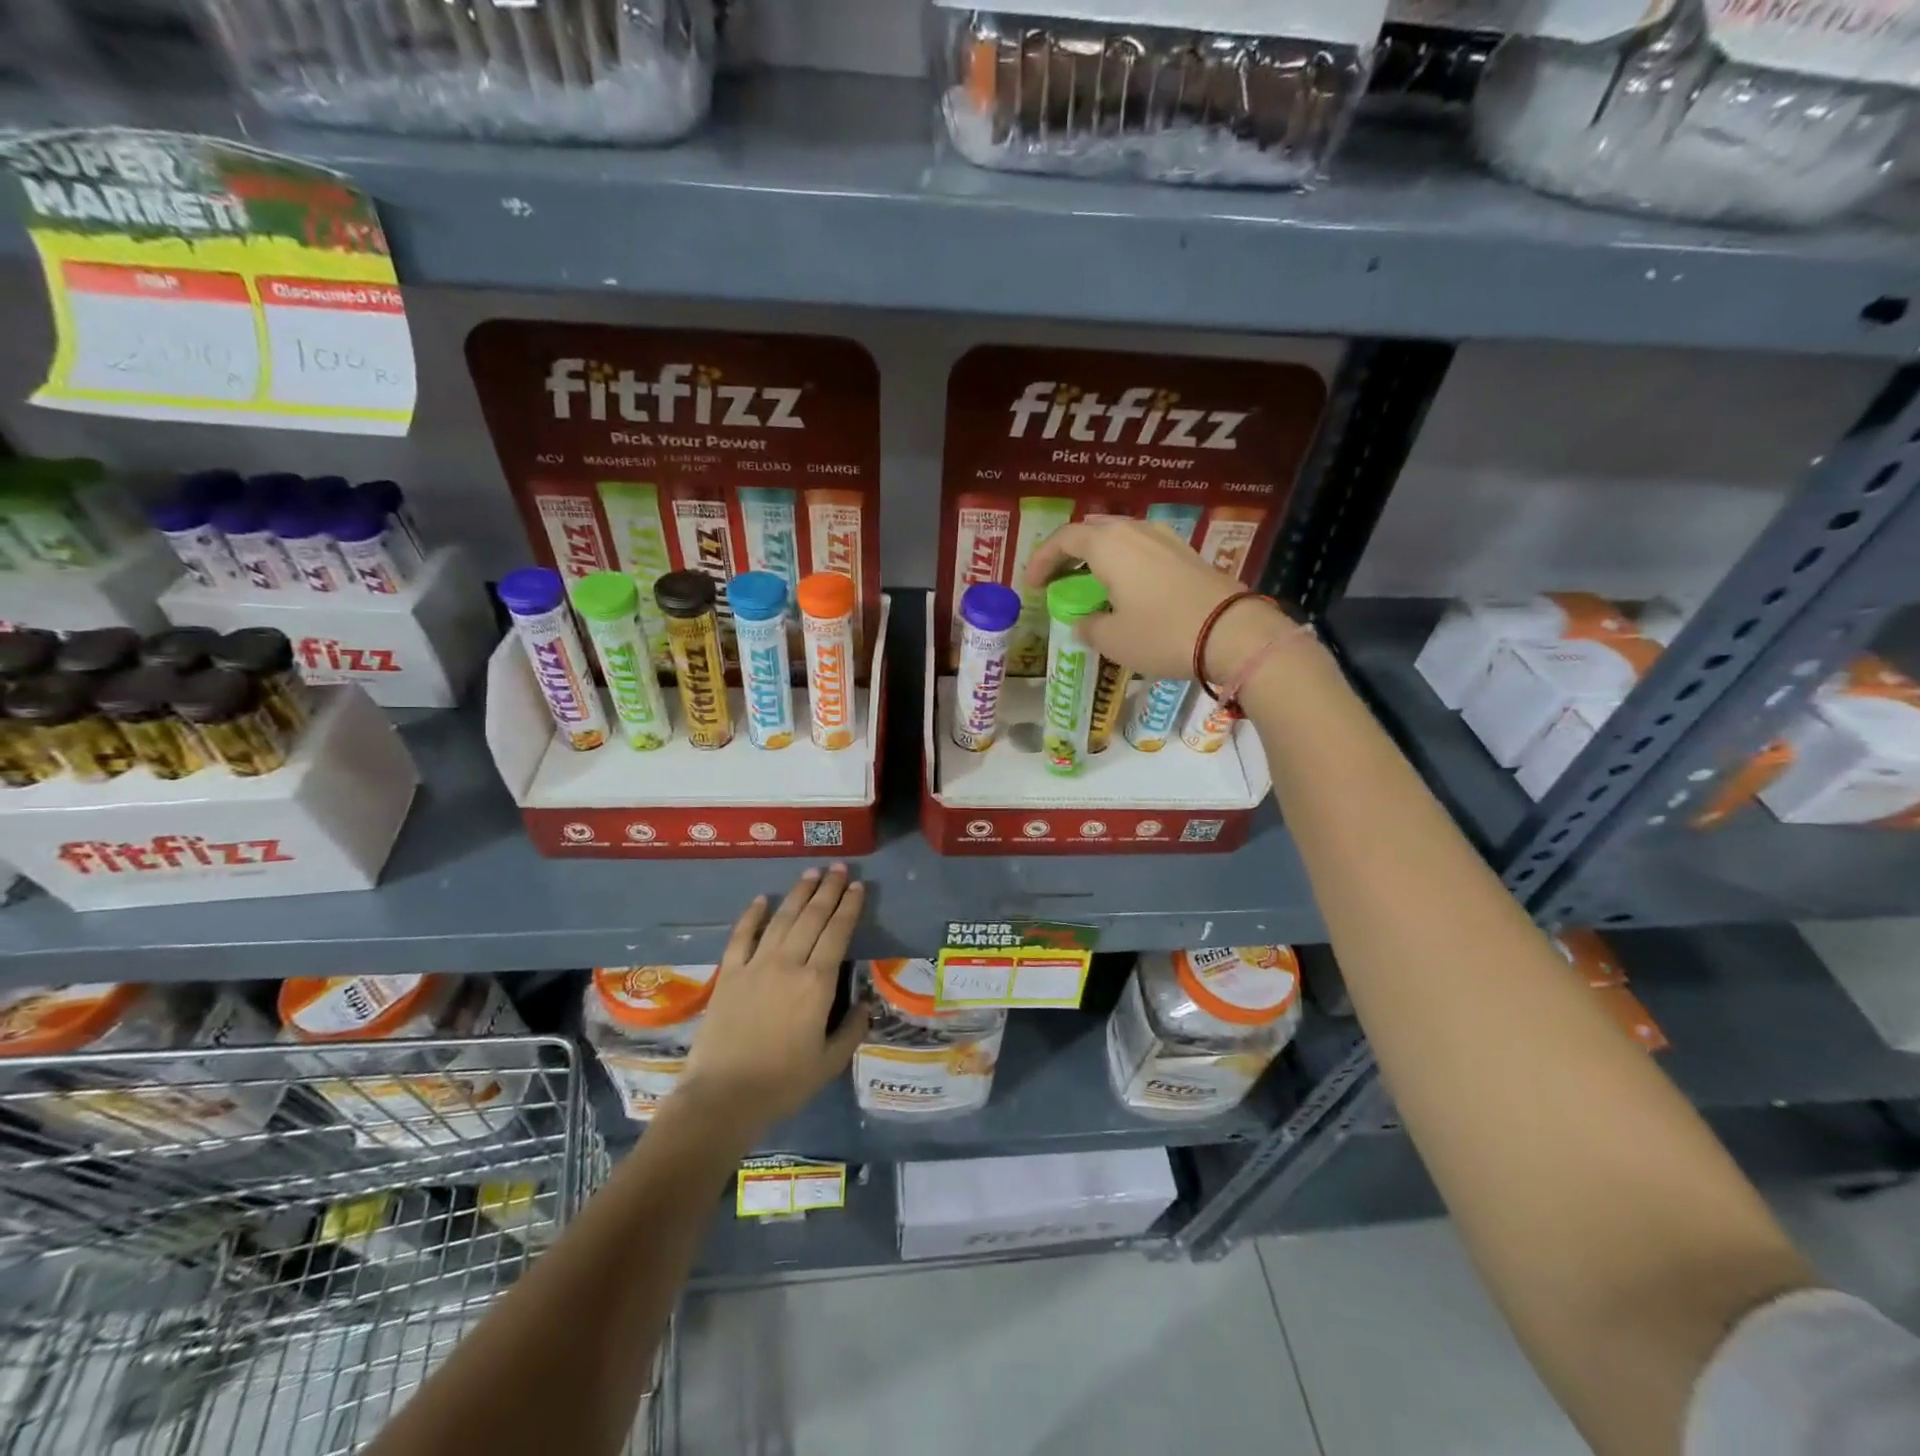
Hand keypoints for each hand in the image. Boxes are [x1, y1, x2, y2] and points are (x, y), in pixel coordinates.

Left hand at [677, 865, 871, 1130]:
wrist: (723, 1096)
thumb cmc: (783, 1082)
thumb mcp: (829, 1062)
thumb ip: (852, 1029)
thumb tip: (865, 1004)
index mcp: (817, 983)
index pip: (838, 933)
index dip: (849, 907)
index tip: (857, 886)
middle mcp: (789, 964)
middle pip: (812, 917)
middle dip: (828, 889)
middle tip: (838, 868)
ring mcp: (756, 965)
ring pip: (781, 919)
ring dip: (798, 893)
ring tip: (811, 873)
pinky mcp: (730, 974)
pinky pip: (742, 936)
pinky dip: (753, 915)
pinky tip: (762, 899)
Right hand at [1025, 518, 1295, 682]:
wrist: (1233, 633)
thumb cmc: (1161, 633)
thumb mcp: (1112, 639)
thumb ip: (1088, 625)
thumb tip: (1084, 621)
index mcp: (1108, 544)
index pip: (1064, 539)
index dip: (1042, 560)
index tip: (1031, 584)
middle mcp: (1135, 530)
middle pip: (1092, 531)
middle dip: (1070, 554)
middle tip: (1059, 580)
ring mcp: (1165, 539)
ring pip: (1120, 538)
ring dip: (1099, 558)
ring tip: (1091, 586)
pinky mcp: (1187, 554)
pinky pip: (1143, 550)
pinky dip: (1125, 564)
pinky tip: (1127, 590)